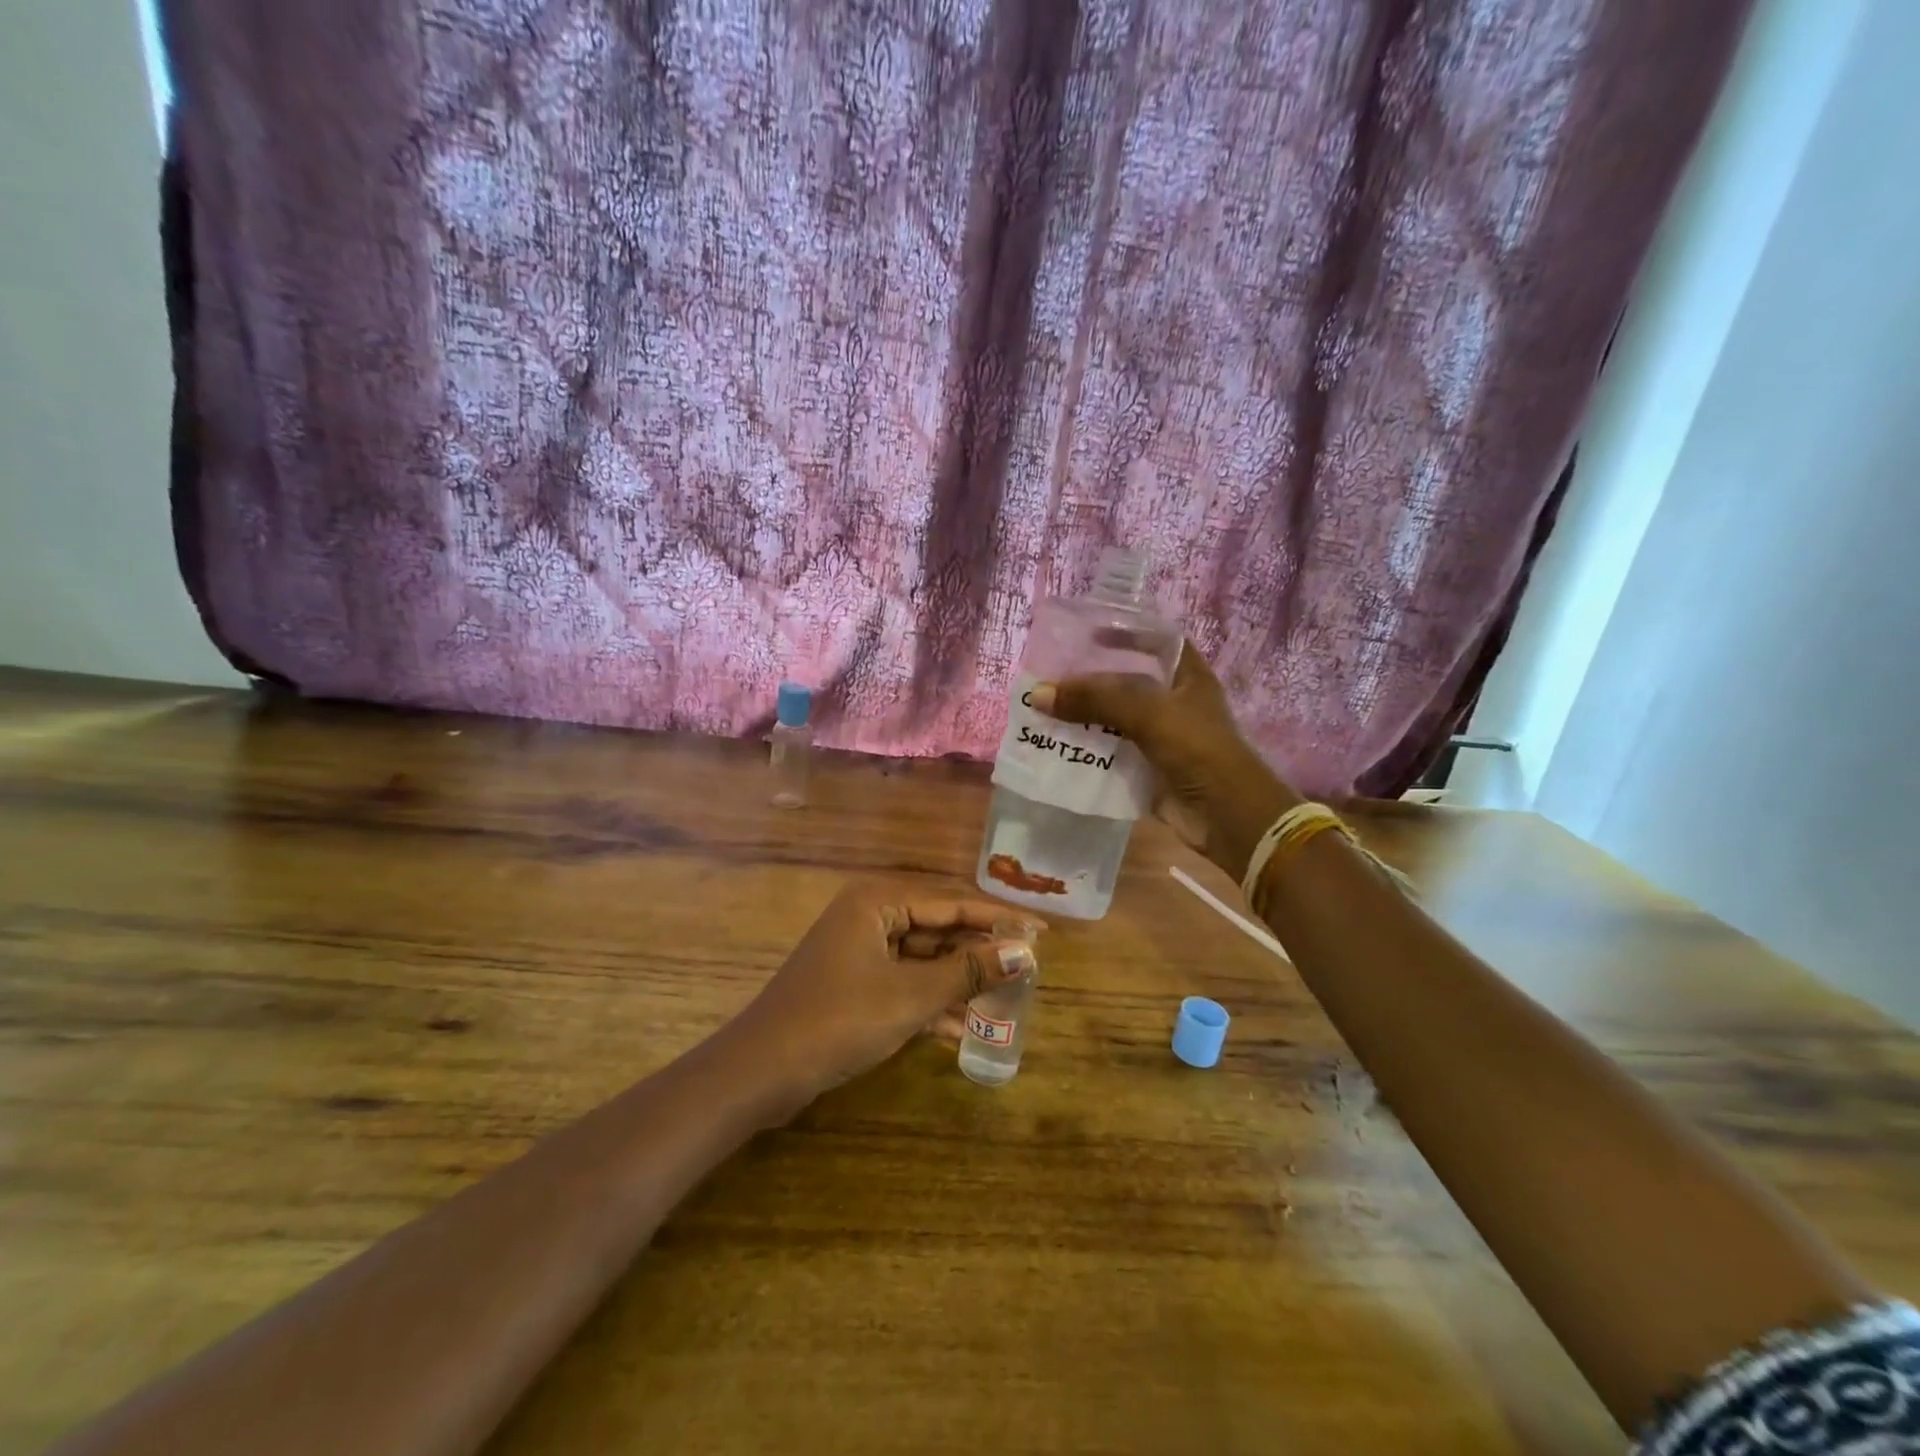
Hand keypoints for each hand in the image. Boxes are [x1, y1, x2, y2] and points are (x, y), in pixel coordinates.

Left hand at [729, 886, 1036, 1104]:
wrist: (761, 1072)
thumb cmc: (839, 1020)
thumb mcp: (911, 995)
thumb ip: (969, 971)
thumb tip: (1026, 953)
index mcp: (877, 901)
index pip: (952, 902)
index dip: (999, 919)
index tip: (1042, 932)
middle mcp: (868, 916)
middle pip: (938, 927)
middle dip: (978, 951)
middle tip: (1026, 969)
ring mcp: (858, 951)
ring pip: (922, 958)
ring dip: (957, 980)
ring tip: (1003, 999)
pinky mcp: (852, 984)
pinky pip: (903, 982)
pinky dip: (930, 1001)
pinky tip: (962, 1028)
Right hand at [1031, 641, 1299, 879]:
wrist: (1225, 818)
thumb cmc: (1198, 750)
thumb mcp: (1149, 712)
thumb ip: (1095, 699)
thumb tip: (1039, 694)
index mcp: (1188, 677)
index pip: (1156, 641)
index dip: (1126, 633)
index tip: (1088, 634)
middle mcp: (1173, 703)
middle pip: (1125, 682)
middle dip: (1090, 680)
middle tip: (1050, 675)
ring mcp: (1159, 738)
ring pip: (1112, 719)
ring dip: (1081, 717)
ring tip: (1042, 708)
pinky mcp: (1145, 770)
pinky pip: (1108, 753)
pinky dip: (1084, 750)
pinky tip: (1054, 745)